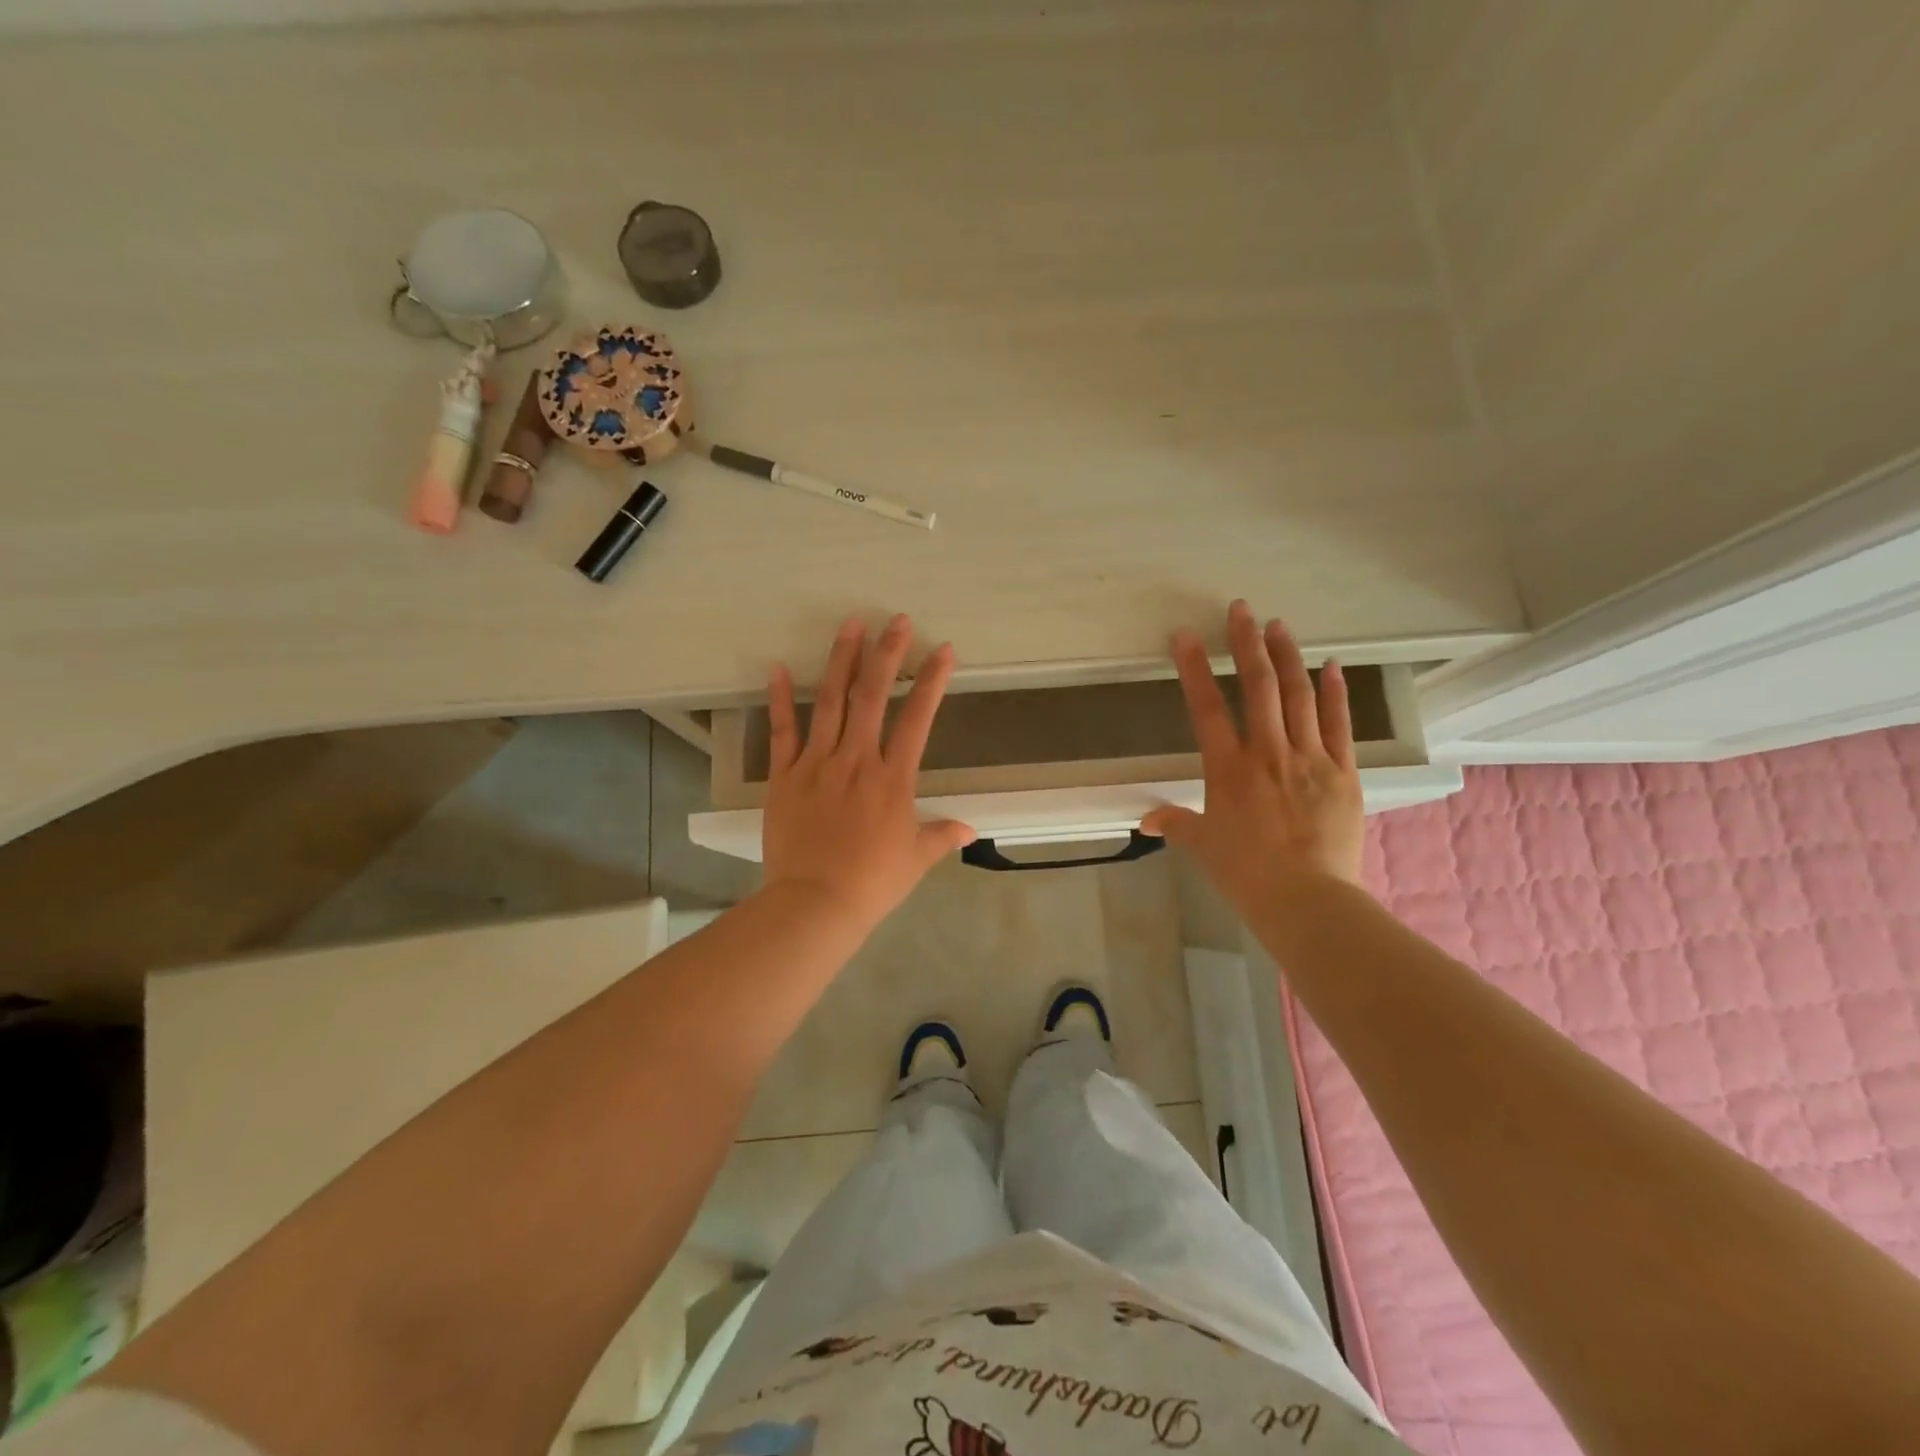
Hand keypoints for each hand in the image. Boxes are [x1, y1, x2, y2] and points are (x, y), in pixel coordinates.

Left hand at [761, 615, 975, 928]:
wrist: (815, 903)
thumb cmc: (872, 882)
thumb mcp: (915, 860)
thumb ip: (941, 836)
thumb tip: (968, 829)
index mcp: (893, 778)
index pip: (918, 719)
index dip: (932, 682)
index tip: (943, 650)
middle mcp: (856, 759)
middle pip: (872, 696)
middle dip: (887, 654)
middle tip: (897, 620)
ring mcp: (816, 764)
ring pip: (830, 702)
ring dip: (841, 660)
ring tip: (850, 625)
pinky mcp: (784, 776)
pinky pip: (782, 732)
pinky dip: (779, 699)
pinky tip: (777, 668)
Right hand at [1141, 601, 1364, 912]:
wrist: (1307, 899)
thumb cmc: (1246, 874)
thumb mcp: (1204, 846)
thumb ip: (1177, 824)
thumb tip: (1147, 820)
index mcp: (1228, 769)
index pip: (1206, 708)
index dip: (1194, 668)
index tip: (1185, 635)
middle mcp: (1268, 753)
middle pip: (1257, 687)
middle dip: (1247, 644)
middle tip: (1241, 610)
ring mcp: (1310, 758)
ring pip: (1298, 696)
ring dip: (1287, 657)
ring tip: (1278, 625)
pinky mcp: (1343, 771)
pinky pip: (1339, 723)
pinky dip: (1335, 692)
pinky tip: (1331, 665)